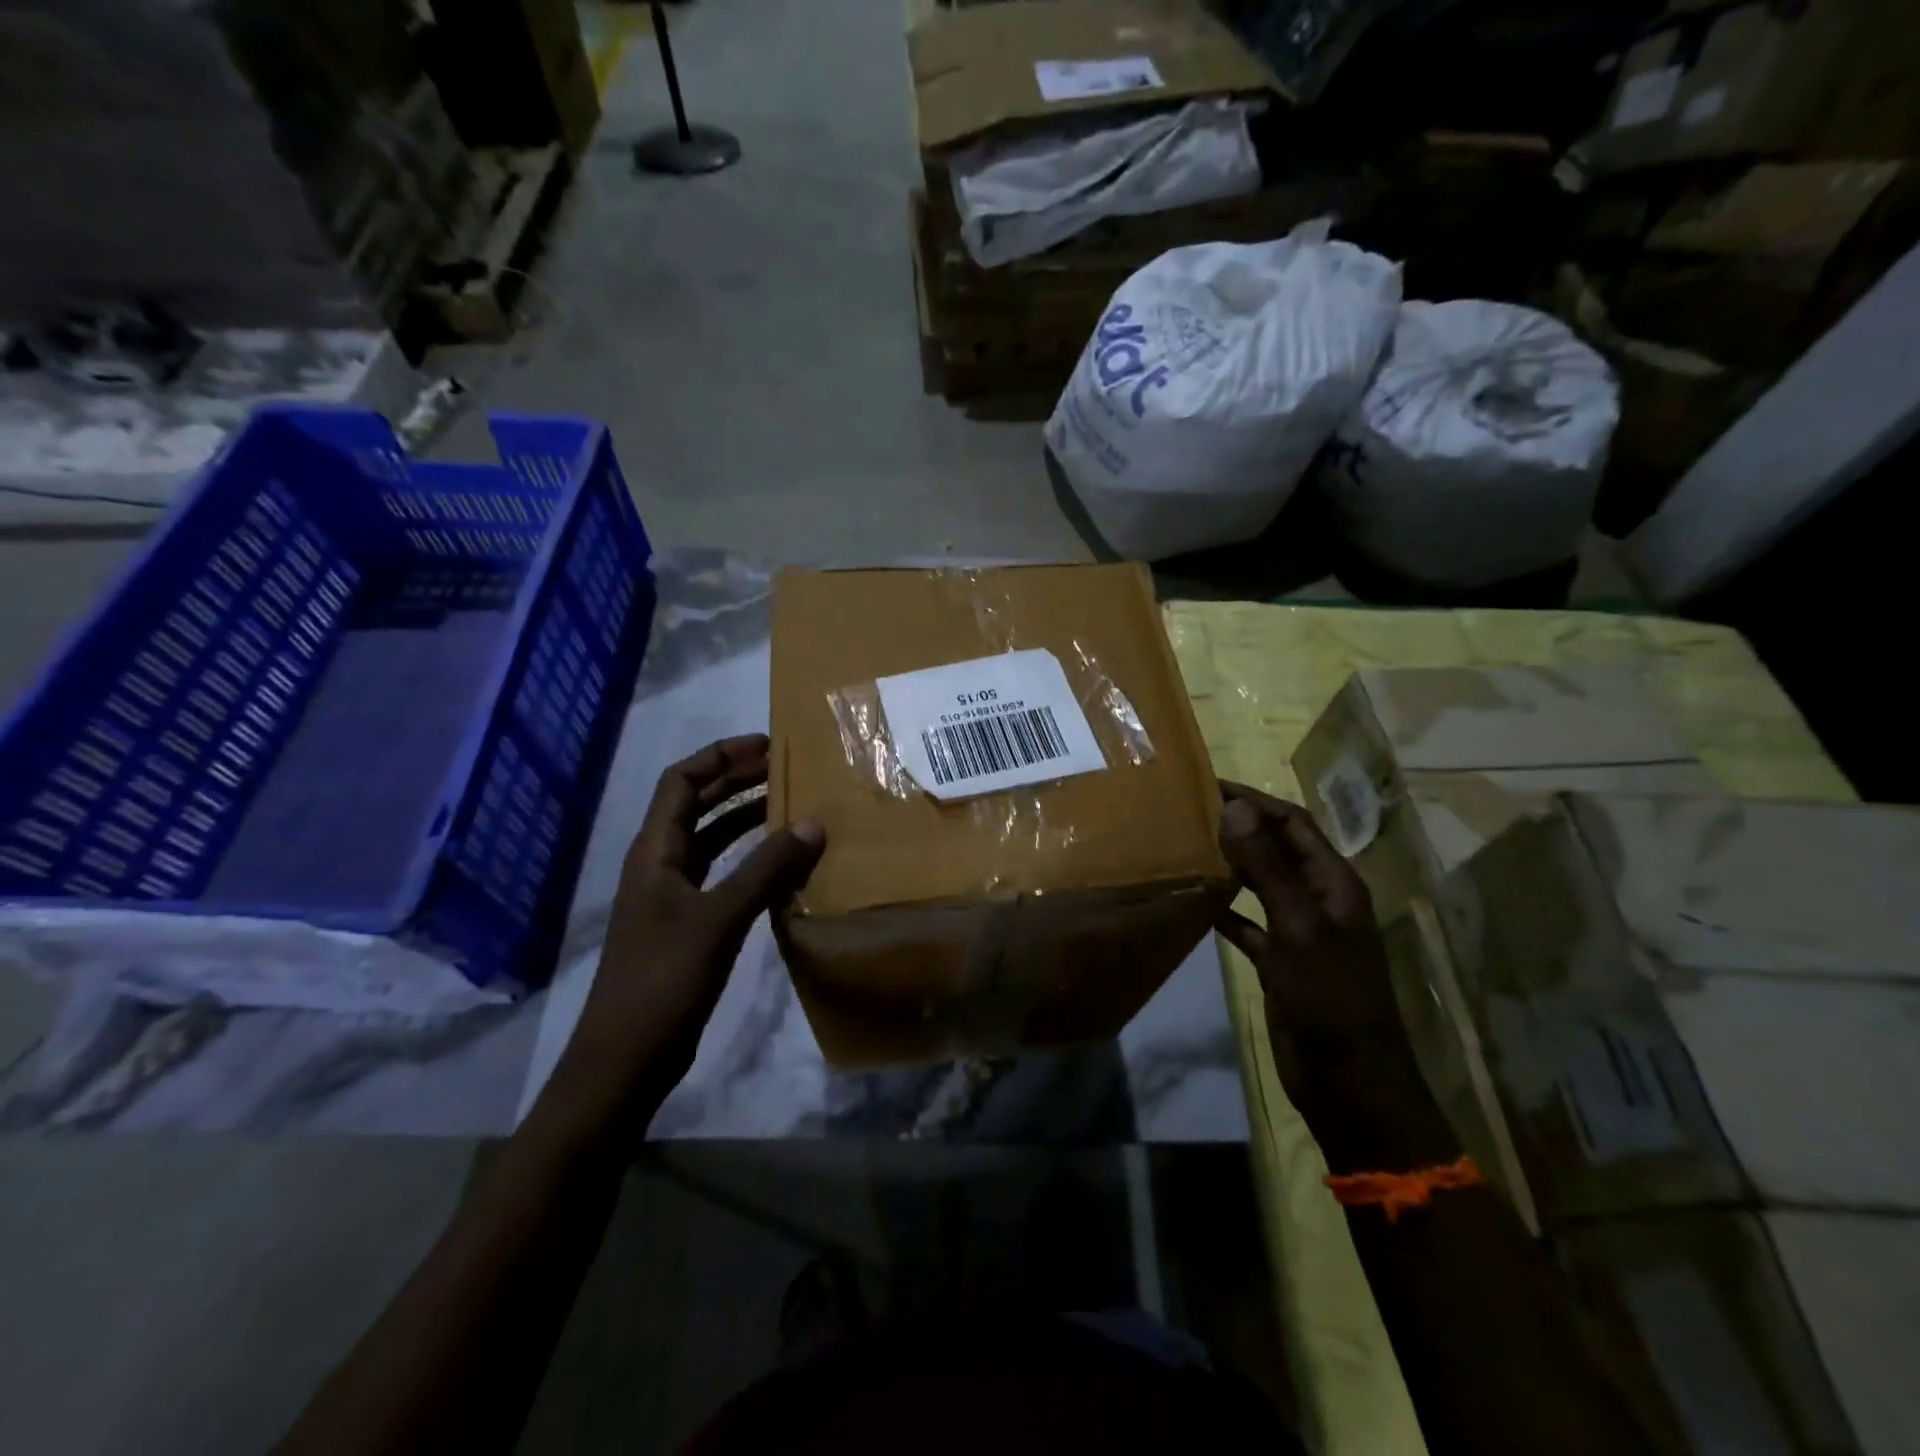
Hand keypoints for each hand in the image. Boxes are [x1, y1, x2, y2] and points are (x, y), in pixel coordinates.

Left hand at [551, 735, 823, 1133]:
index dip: (720, 758)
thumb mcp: (720, 918)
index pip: (680, 781)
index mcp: (654, 851)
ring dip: (744, 818)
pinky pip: (721, 873)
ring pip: (710, 839)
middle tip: (786, 767)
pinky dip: (749, 859)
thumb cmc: (664, 979)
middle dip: (736, 781)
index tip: (765, 746)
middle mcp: (659, 864)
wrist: (627, 1058)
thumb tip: (813, 823)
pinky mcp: (687, 924)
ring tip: (790, 805)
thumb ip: (766, 869)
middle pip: (695, 804)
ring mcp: (672, 895)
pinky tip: (781, 863)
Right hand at [1213, 782, 1450, 1170]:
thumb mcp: (1298, 928)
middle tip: (1186, 811)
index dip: (1255, 800)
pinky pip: (1247, 923)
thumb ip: (1267, 868)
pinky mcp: (1279, 961)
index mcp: (1334, 883)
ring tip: (1185, 846)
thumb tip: (1235, 808)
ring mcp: (1298, 932)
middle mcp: (1318, 900)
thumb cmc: (1330, 998)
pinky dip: (1224, 909)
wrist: (1348, 1082)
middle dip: (1238, 827)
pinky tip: (1194, 900)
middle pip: (1276, 849)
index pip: (1293, 824)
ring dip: (1229, 864)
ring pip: (1260, 884)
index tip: (1207, 785)